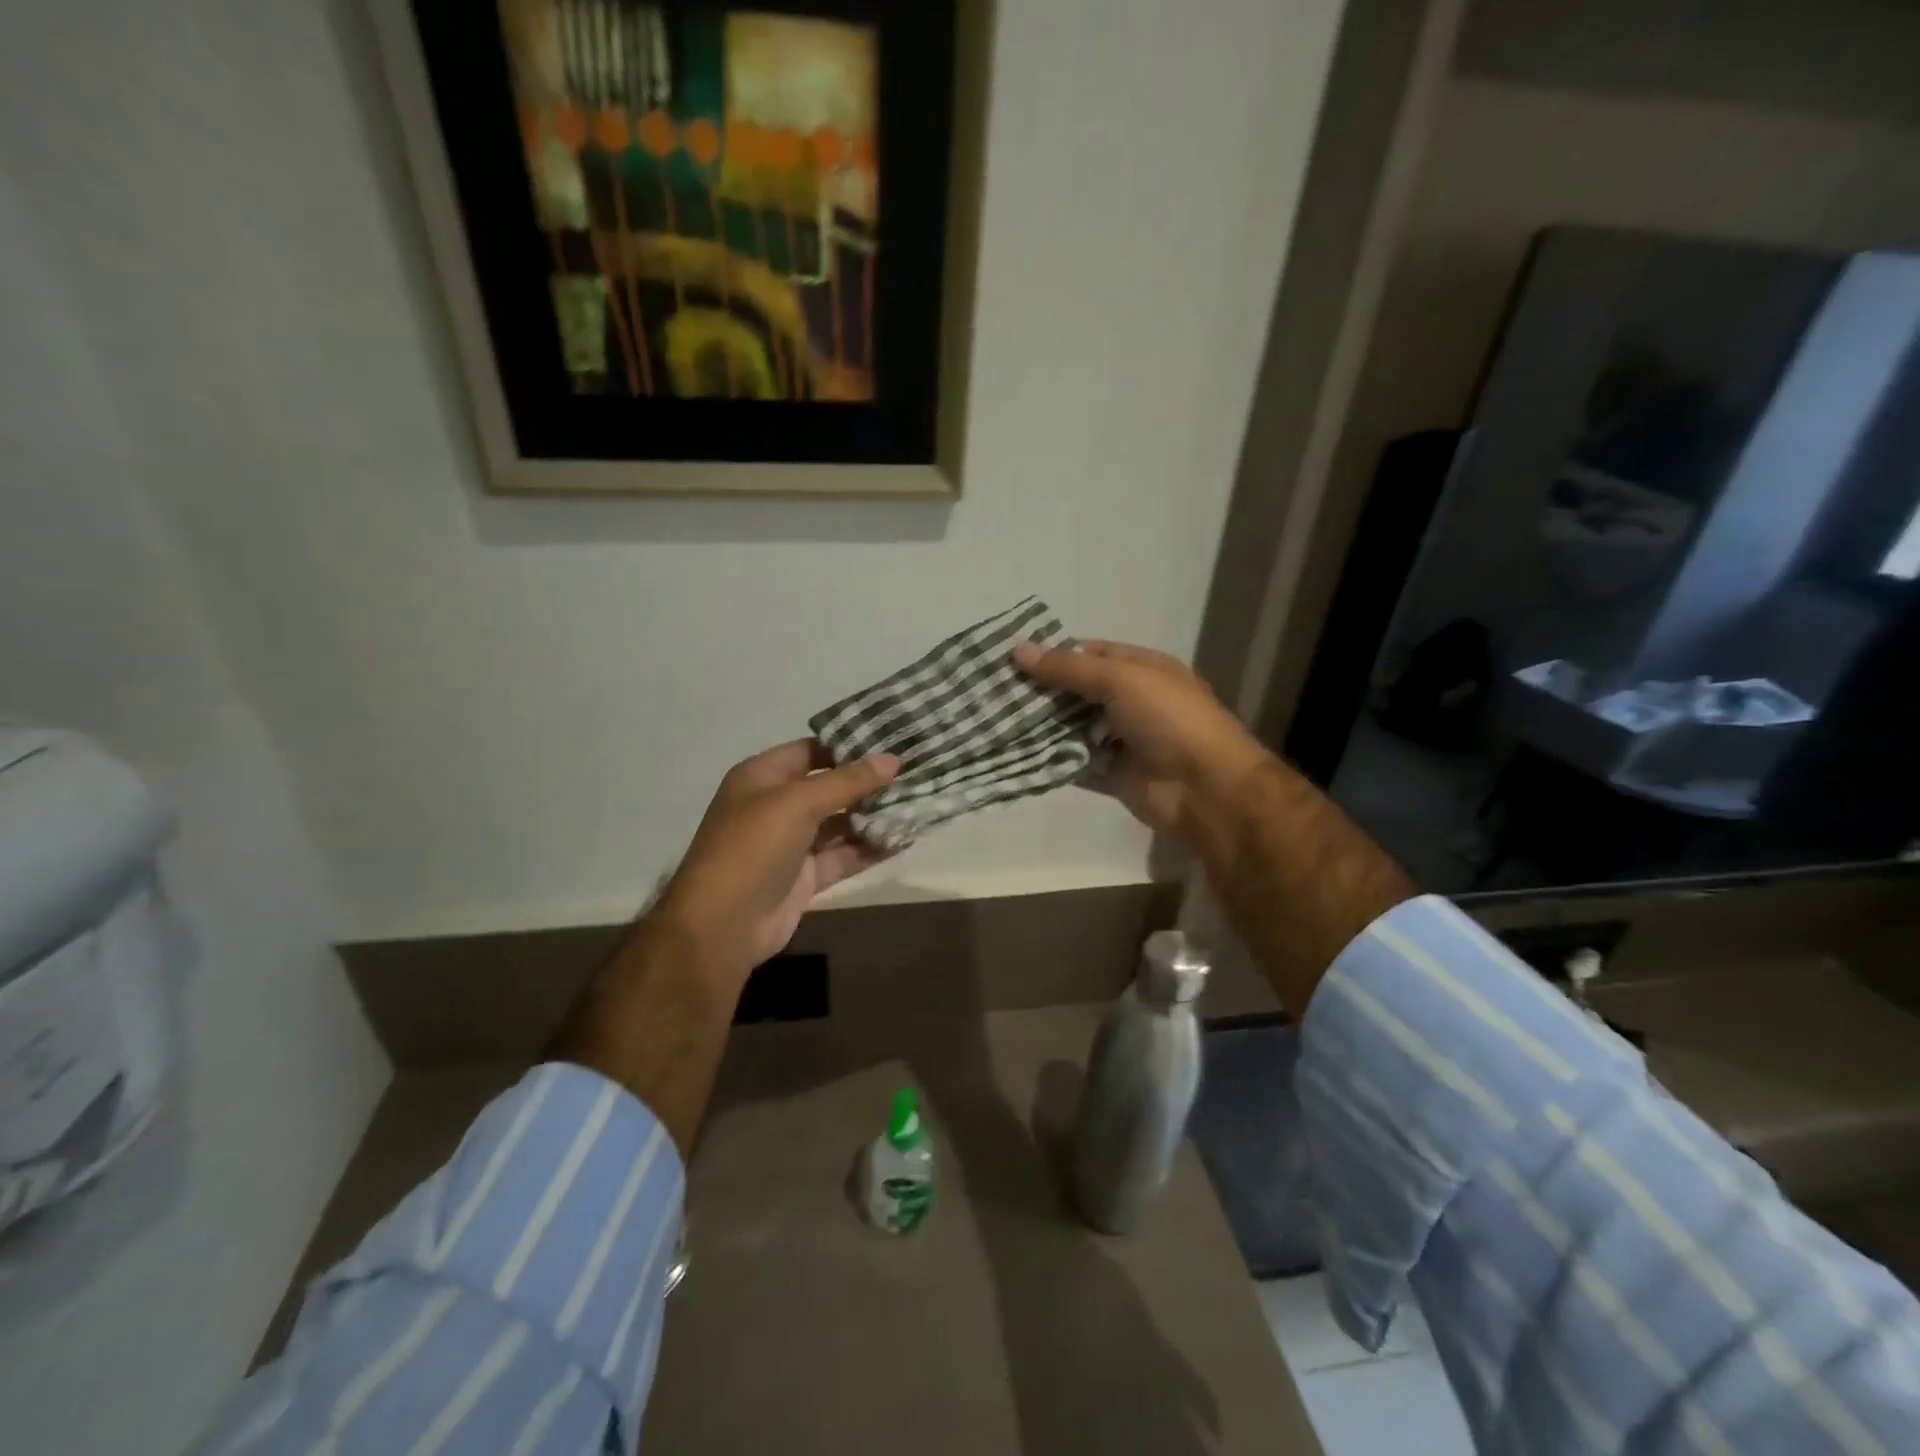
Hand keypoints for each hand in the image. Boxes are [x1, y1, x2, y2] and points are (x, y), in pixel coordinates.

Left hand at [653, 740, 898, 983]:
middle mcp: (776, 806)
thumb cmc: (753, 847)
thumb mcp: (798, 803)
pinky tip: (903, 839)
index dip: (848, 746)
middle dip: (868, 783)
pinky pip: (843, 856)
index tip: (891, 742)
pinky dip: (869, 849)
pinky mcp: (805, 877)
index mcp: (762, 777)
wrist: (722, 925)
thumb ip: (847, 781)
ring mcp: (791, 844)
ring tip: (917, 803)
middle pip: (829, 787)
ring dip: (873, 816)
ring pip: (839, 823)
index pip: (811, 751)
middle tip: (914, 772)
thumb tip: (893, 760)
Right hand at [1013, 639, 1269, 838]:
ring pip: (1071, 728)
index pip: (1089, 654)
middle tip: (993, 692)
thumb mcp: (1120, 679)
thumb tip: (1017, 650)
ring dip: (1040, 727)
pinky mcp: (1110, 775)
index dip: (1053, 655)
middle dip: (1040, 693)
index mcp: (1140, 670)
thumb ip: (1068, 668)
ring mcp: (1120, 740)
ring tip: (995, 721)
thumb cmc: (1168, 718)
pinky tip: (1015, 753)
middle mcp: (1129, 701)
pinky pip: (1073, 763)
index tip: (1010, 660)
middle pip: (1076, 692)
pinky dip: (1050, 760)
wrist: (1204, 787)